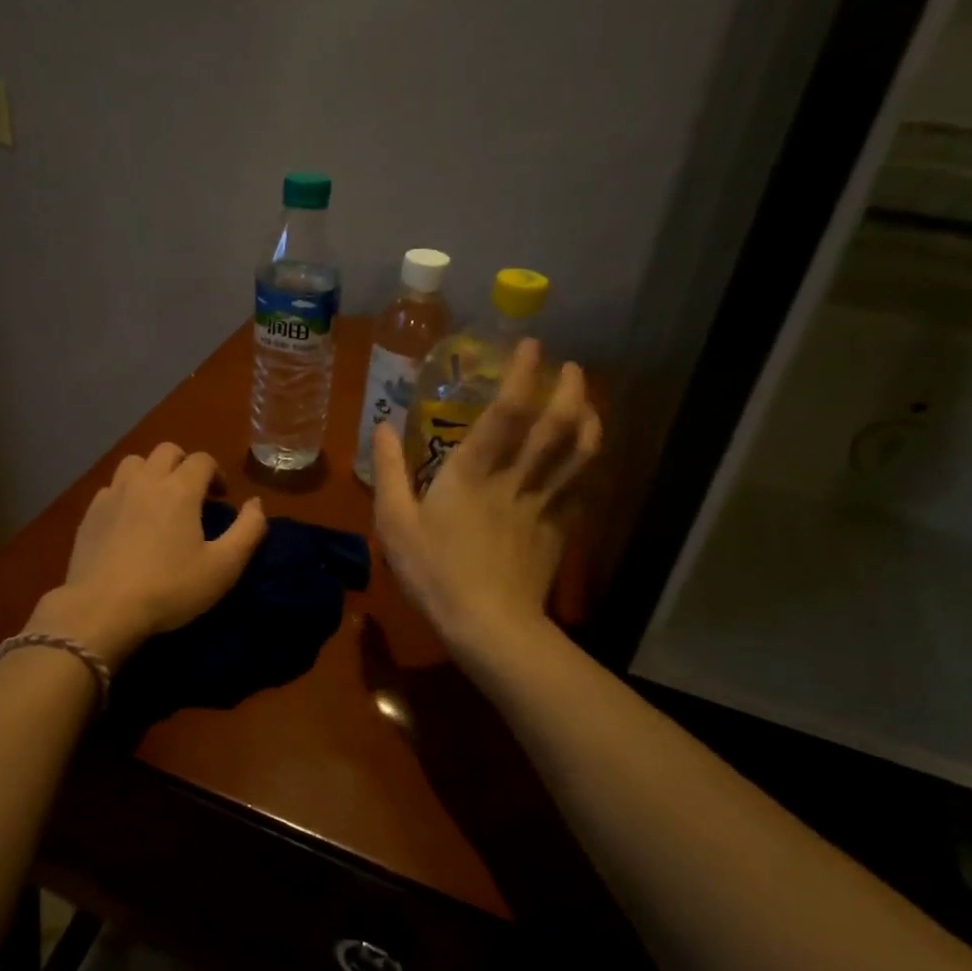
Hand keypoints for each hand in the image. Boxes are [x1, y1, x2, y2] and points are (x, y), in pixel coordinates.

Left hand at [29, 443, 267, 666]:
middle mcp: (145, 480)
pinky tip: (128, 520)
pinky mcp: (90, 513)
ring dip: (151, 472)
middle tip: (192, 494)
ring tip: (158, 500)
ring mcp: (113, 494)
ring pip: (135, 463)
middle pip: (167, 451)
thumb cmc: (170, 588)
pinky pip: (111, 488)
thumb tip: (256, 503)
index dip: (216, 473)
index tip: (220, 497)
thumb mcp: (224, 567)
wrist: (102, 609)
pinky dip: (125, 493)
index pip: (202, 459)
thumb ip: (248, 530)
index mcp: (180, 489)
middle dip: (184, 464)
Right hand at [372, 342, 600, 657]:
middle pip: (556, 425)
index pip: (507, 412)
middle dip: (568, 389)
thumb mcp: (394, 523)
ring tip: (586, 398)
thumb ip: (388, 471)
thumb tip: (382, 427)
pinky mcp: (559, 528)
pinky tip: (584, 454)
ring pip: (578, 452)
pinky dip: (587, 461)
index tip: (530, 344)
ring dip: (588, 418)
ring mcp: (544, 503)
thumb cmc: (434, 571)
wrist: (489, 625)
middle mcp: (516, 478)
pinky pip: (581, 485)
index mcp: (473, 472)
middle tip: (570, 365)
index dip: (521, 374)